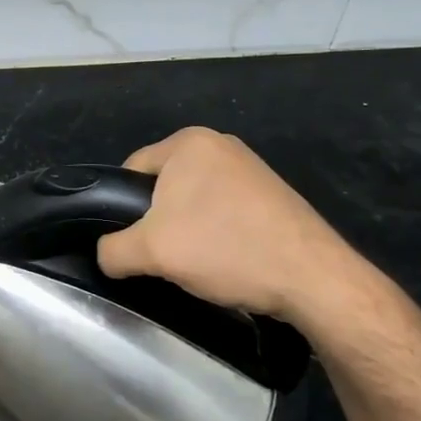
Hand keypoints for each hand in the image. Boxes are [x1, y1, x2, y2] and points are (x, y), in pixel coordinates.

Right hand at [96, 127, 374, 329]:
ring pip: (194, 201)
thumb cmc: (225, 249)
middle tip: (163, 257)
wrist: (313, 279)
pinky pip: (225, 210)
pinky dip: (218, 234)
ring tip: (197, 264)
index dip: (121, 209)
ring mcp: (251, 168)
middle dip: (158, 222)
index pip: (131, 170)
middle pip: (163, 186)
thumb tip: (106, 255)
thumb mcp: (150, 252)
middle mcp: (220, 144)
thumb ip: (112, 250)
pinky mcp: (273, 194)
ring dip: (188, 230)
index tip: (131, 243)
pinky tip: (227, 261)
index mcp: (188, 142)